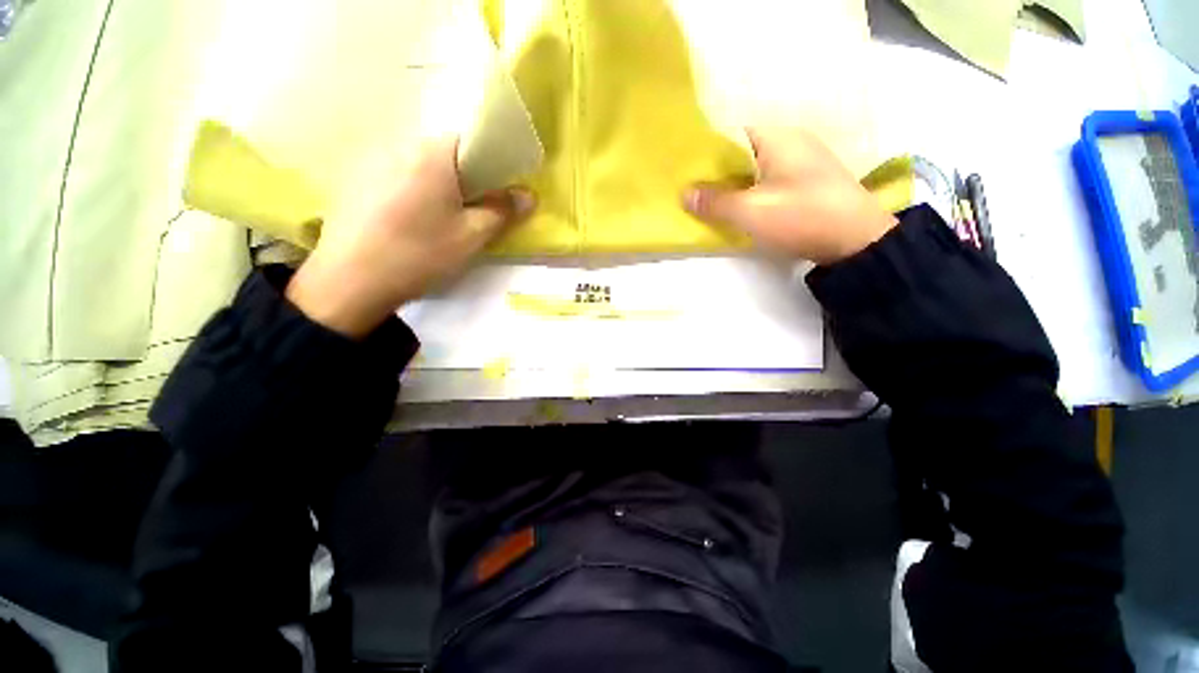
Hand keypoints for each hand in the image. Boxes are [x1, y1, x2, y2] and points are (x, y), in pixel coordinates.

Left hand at [286, 137, 533, 337]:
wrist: (350, 281)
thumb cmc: (420, 254)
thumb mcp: (471, 236)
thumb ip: (502, 211)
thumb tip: (527, 195)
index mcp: (431, 154)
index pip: (471, 141)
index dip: (490, 164)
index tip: (497, 191)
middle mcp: (399, 145)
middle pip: (444, 153)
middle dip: (465, 177)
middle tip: (473, 211)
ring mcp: (371, 161)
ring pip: (419, 165)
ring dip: (437, 185)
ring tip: (440, 220)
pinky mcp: (355, 180)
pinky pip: (396, 176)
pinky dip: (412, 191)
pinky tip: (409, 222)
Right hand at [685, 128, 896, 264]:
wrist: (856, 241)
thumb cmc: (801, 216)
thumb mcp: (751, 211)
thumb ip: (715, 202)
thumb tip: (685, 195)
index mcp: (777, 137)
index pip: (731, 133)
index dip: (706, 151)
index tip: (686, 171)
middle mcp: (790, 142)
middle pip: (742, 153)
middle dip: (717, 172)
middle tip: (692, 190)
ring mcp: (801, 162)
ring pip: (755, 169)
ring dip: (733, 185)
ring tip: (708, 201)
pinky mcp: (807, 183)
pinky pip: (768, 181)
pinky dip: (750, 192)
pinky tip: (738, 208)